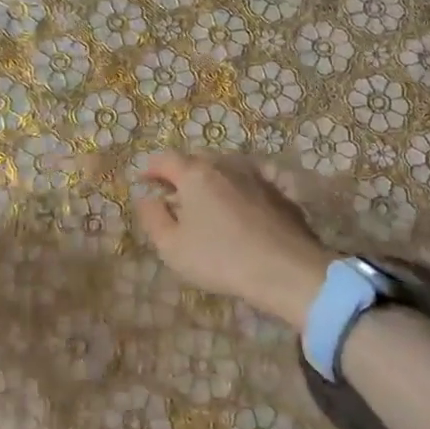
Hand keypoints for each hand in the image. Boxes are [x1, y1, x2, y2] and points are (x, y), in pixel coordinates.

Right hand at [133, 152, 331, 326]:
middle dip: (180, 172)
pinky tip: (237, 209)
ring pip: (224, 167)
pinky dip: (236, 189)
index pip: (165, 159)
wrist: (286, 270)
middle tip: (173, 193)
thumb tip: (146, 198)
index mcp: (194, 174)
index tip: (143, 182)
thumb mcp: (172, 246)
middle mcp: (224, 165)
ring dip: (210, 178)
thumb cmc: (220, 258)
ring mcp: (255, 175)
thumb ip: (152, 217)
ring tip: (205, 201)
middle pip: (196, 158)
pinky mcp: (278, 191)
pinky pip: (248, 181)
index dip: (150, 169)